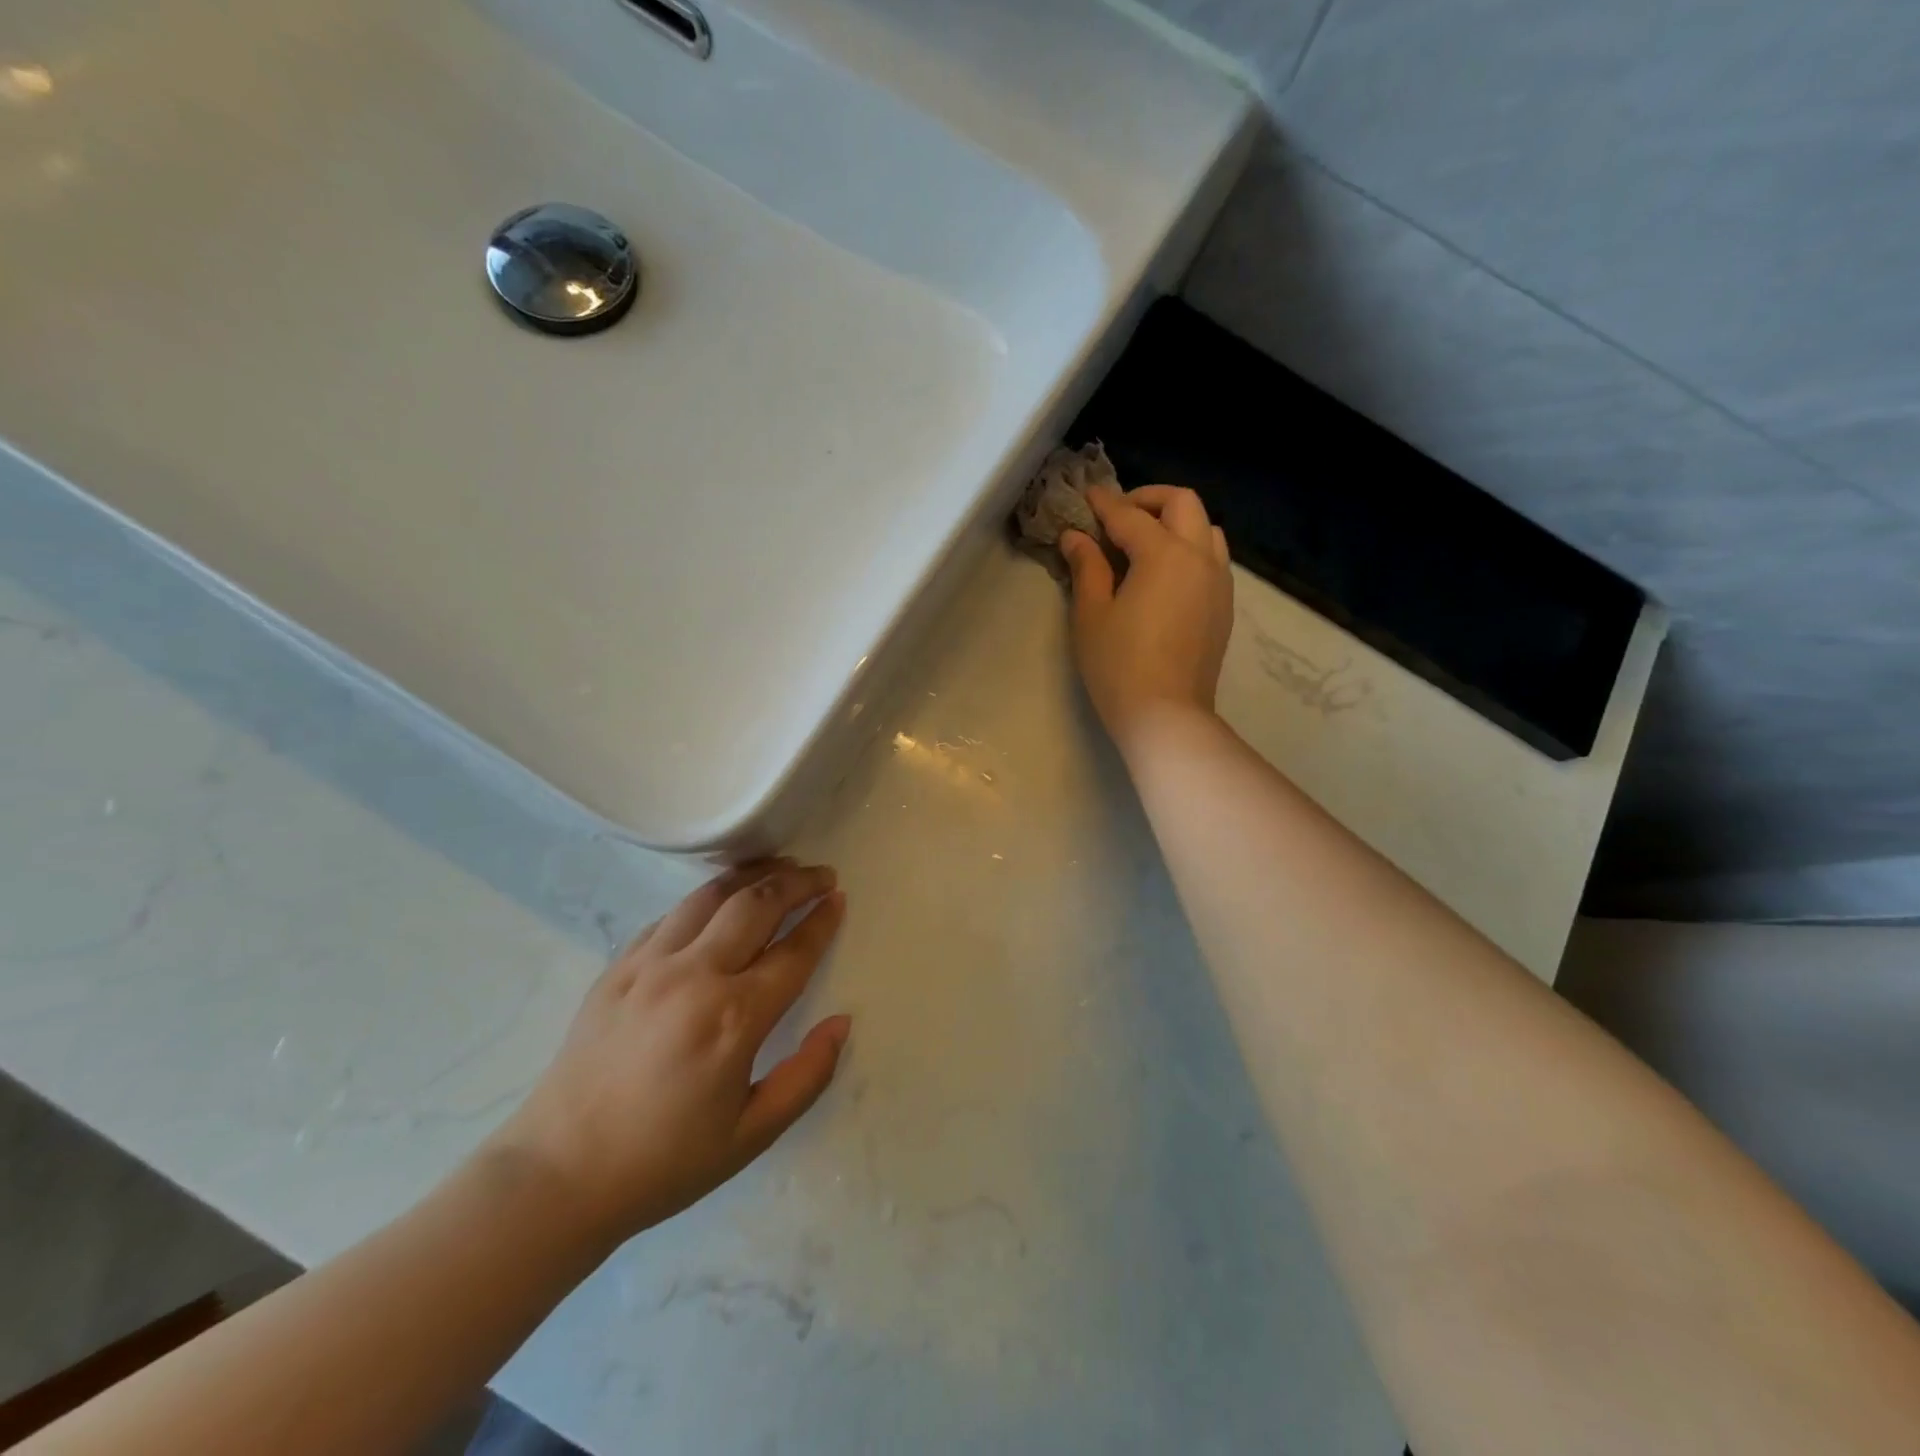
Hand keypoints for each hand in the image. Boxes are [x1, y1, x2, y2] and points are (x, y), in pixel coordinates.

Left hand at [492, 860, 850, 1244]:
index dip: (822, 921)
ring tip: (779, 868)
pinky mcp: (618, 967)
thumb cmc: (664, 1161)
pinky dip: (705, 898)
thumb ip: (807, 1075)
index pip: (793, 952)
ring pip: (711, 895)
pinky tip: (718, 901)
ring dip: (753, 876)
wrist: (558, 1174)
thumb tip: (841, 1022)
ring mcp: (650, 965)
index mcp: (734, 1018)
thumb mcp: (752, 1135)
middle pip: (756, 905)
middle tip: (822, 875)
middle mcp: (695, 976)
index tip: (839, 899)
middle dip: (797, 882)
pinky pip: (671, 915)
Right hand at [1060, 484, 1233, 760]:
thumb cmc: (1119, 665)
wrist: (1166, 715)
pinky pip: (1212, 559)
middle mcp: (1199, 558)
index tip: (1086, 496)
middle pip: (1182, 503)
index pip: (1129, 516)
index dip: (1104, 504)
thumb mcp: (1091, 614)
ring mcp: (1218, 582)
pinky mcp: (1223, 606)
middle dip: (1149, 500)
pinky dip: (1190, 549)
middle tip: (1118, 516)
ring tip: (1144, 543)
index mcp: (1164, 555)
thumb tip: (1075, 537)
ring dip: (1176, 522)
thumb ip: (1087, 568)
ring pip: (1206, 529)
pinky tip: (1164, 574)